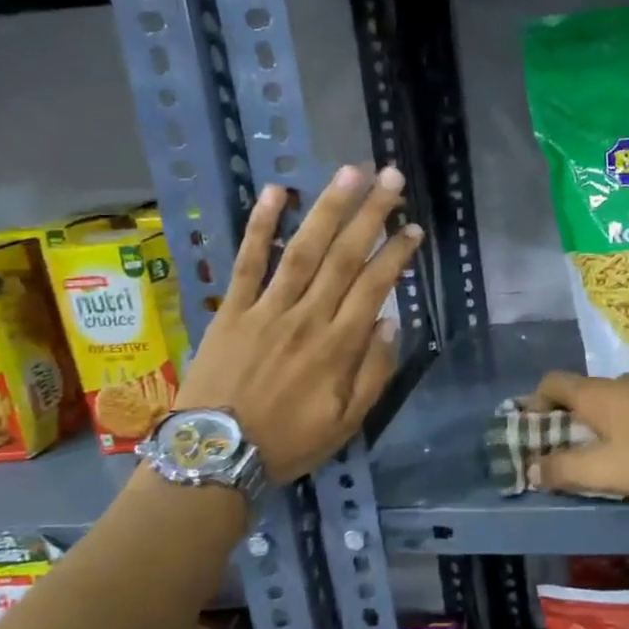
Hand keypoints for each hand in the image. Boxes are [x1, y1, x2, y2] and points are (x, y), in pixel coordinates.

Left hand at [176, 165, 421, 481]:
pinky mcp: (233, 309)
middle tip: (391, 177)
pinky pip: (248, 261)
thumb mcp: (348, 422)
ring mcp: (267, 308)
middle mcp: (308, 316)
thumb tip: (389, 321)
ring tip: (349, 172)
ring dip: (329, 208)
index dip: (397, 253)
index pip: (375, 285)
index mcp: (339, 345)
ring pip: (304, 249)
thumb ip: (374, 372)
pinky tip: (276, 193)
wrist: (215, 455)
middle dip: (371, 213)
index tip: (413, 228)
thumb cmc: (288, 442)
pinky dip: (260, 226)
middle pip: (345, 256)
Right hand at [525, 371, 628, 497]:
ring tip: (600, 455)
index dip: (535, 402)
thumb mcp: (602, 470)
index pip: (551, 383)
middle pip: (580, 394)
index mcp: (594, 393)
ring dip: (599, 424)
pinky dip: (625, 426)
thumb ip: (563, 469)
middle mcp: (617, 383)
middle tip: (563, 449)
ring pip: (610, 403)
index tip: (530, 427)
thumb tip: (530, 468)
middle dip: (567, 419)